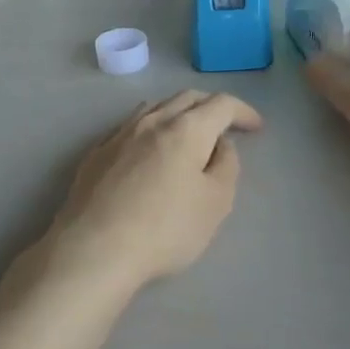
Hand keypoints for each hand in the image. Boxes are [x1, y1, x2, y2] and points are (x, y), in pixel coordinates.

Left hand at [41, 91, 262, 290]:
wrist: (94, 250)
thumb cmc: (165, 229)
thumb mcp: (216, 203)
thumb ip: (226, 166)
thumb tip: (220, 145)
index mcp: (187, 129)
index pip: (222, 105)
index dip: (243, 112)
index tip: (255, 127)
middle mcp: (152, 121)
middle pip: (187, 98)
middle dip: (212, 106)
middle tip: (226, 126)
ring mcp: (119, 135)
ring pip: (155, 107)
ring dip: (179, 113)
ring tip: (188, 133)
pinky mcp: (96, 154)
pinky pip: (129, 127)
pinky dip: (150, 129)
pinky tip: (148, 150)